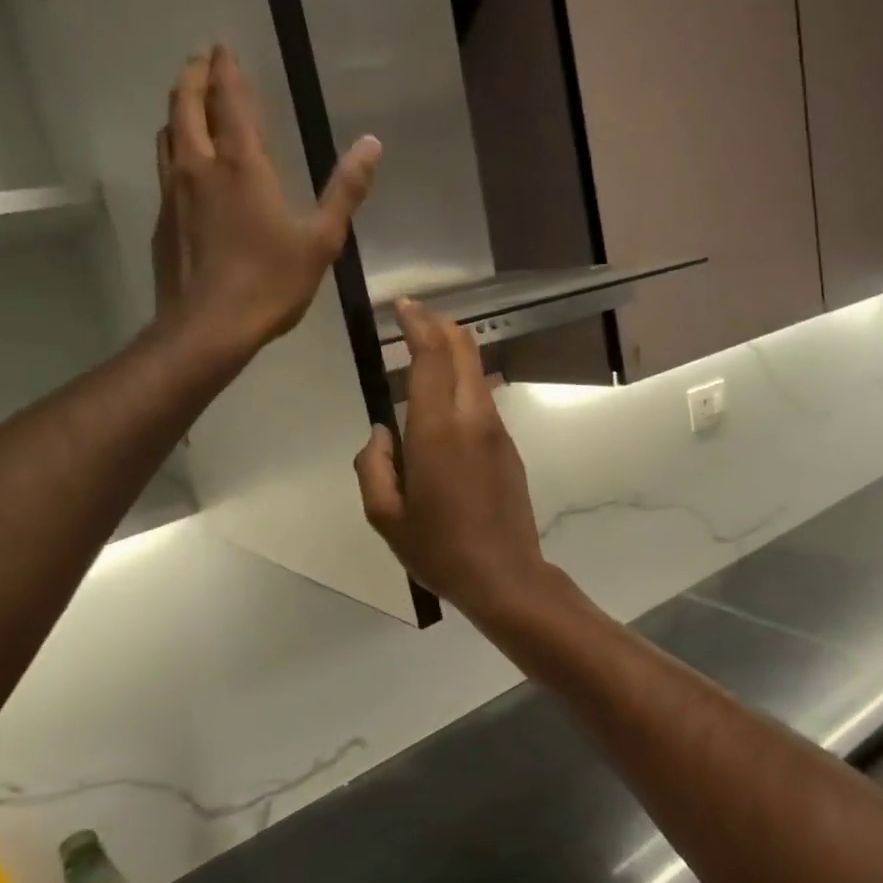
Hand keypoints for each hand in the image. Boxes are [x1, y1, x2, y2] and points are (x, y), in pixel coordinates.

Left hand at [153, 46, 381, 353]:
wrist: (206, 328)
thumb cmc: (270, 284)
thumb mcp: (321, 241)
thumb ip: (346, 191)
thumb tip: (372, 144)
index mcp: (241, 163)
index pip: (228, 98)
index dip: (226, 69)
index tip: (224, 47)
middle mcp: (199, 165)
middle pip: (186, 103)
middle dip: (194, 75)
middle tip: (203, 60)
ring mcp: (173, 191)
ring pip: (168, 131)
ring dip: (179, 108)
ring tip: (190, 102)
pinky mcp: (162, 218)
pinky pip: (164, 165)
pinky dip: (174, 146)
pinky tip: (185, 164)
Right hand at [355, 301, 552, 621]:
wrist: (506, 576)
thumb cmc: (439, 550)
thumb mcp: (385, 516)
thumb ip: (373, 466)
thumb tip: (381, 432)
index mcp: (438, 430)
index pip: (432, 356)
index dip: (418, 323)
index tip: (402, 306)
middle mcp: (473, 419)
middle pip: (463, 351)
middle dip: (439, 325)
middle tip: (414, 318)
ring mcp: (497, 431)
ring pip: (476, 373)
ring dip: (453, 353)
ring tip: (423, 354)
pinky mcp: (509, 448)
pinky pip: (482, 400)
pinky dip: (462, 382)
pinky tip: (443, 403)